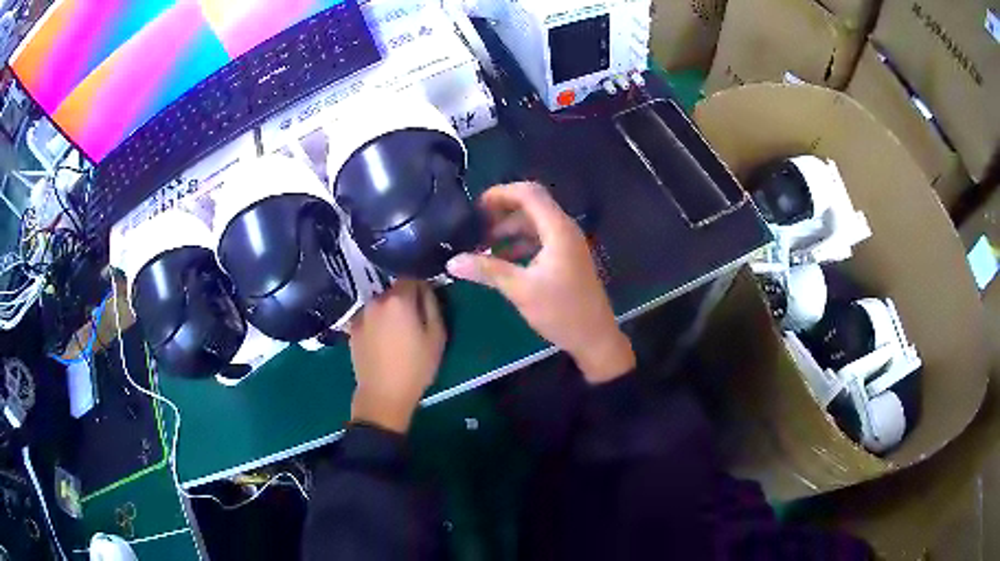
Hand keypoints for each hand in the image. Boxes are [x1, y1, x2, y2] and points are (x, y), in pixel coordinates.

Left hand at [349, 280, 445, 433]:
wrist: (383, 394)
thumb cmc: (416, 367)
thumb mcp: (437, 336)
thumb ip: (433, 305)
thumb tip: (427, 289)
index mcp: (399, 299)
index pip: (413, 278)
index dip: (423, 287)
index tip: (428, 302)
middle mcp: (377, 300)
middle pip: (395, 290)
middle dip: (405, 300)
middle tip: (414, 321)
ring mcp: (361, 314)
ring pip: (381, 303)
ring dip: (389, 311)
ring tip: (397, 334)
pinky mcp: (352, 328)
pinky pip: (369, 317)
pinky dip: (377, 322)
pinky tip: (382, 341)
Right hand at [447, 182, 634, 383]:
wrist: (595, 338)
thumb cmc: (561, 311)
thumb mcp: (521, 289)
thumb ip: (487, 270)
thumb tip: (452, 262)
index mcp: (558, 229)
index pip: (529, 193)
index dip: (501, 193)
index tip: (475, 207)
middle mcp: (565, 229)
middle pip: (531, 205)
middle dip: (502, 212)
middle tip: (476, 226)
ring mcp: (568, 244)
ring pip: (535, 223)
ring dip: (510, 229)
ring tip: (483, 245)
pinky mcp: (567, 258)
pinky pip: (541, 239)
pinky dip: (521, 243)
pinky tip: (502, 260)